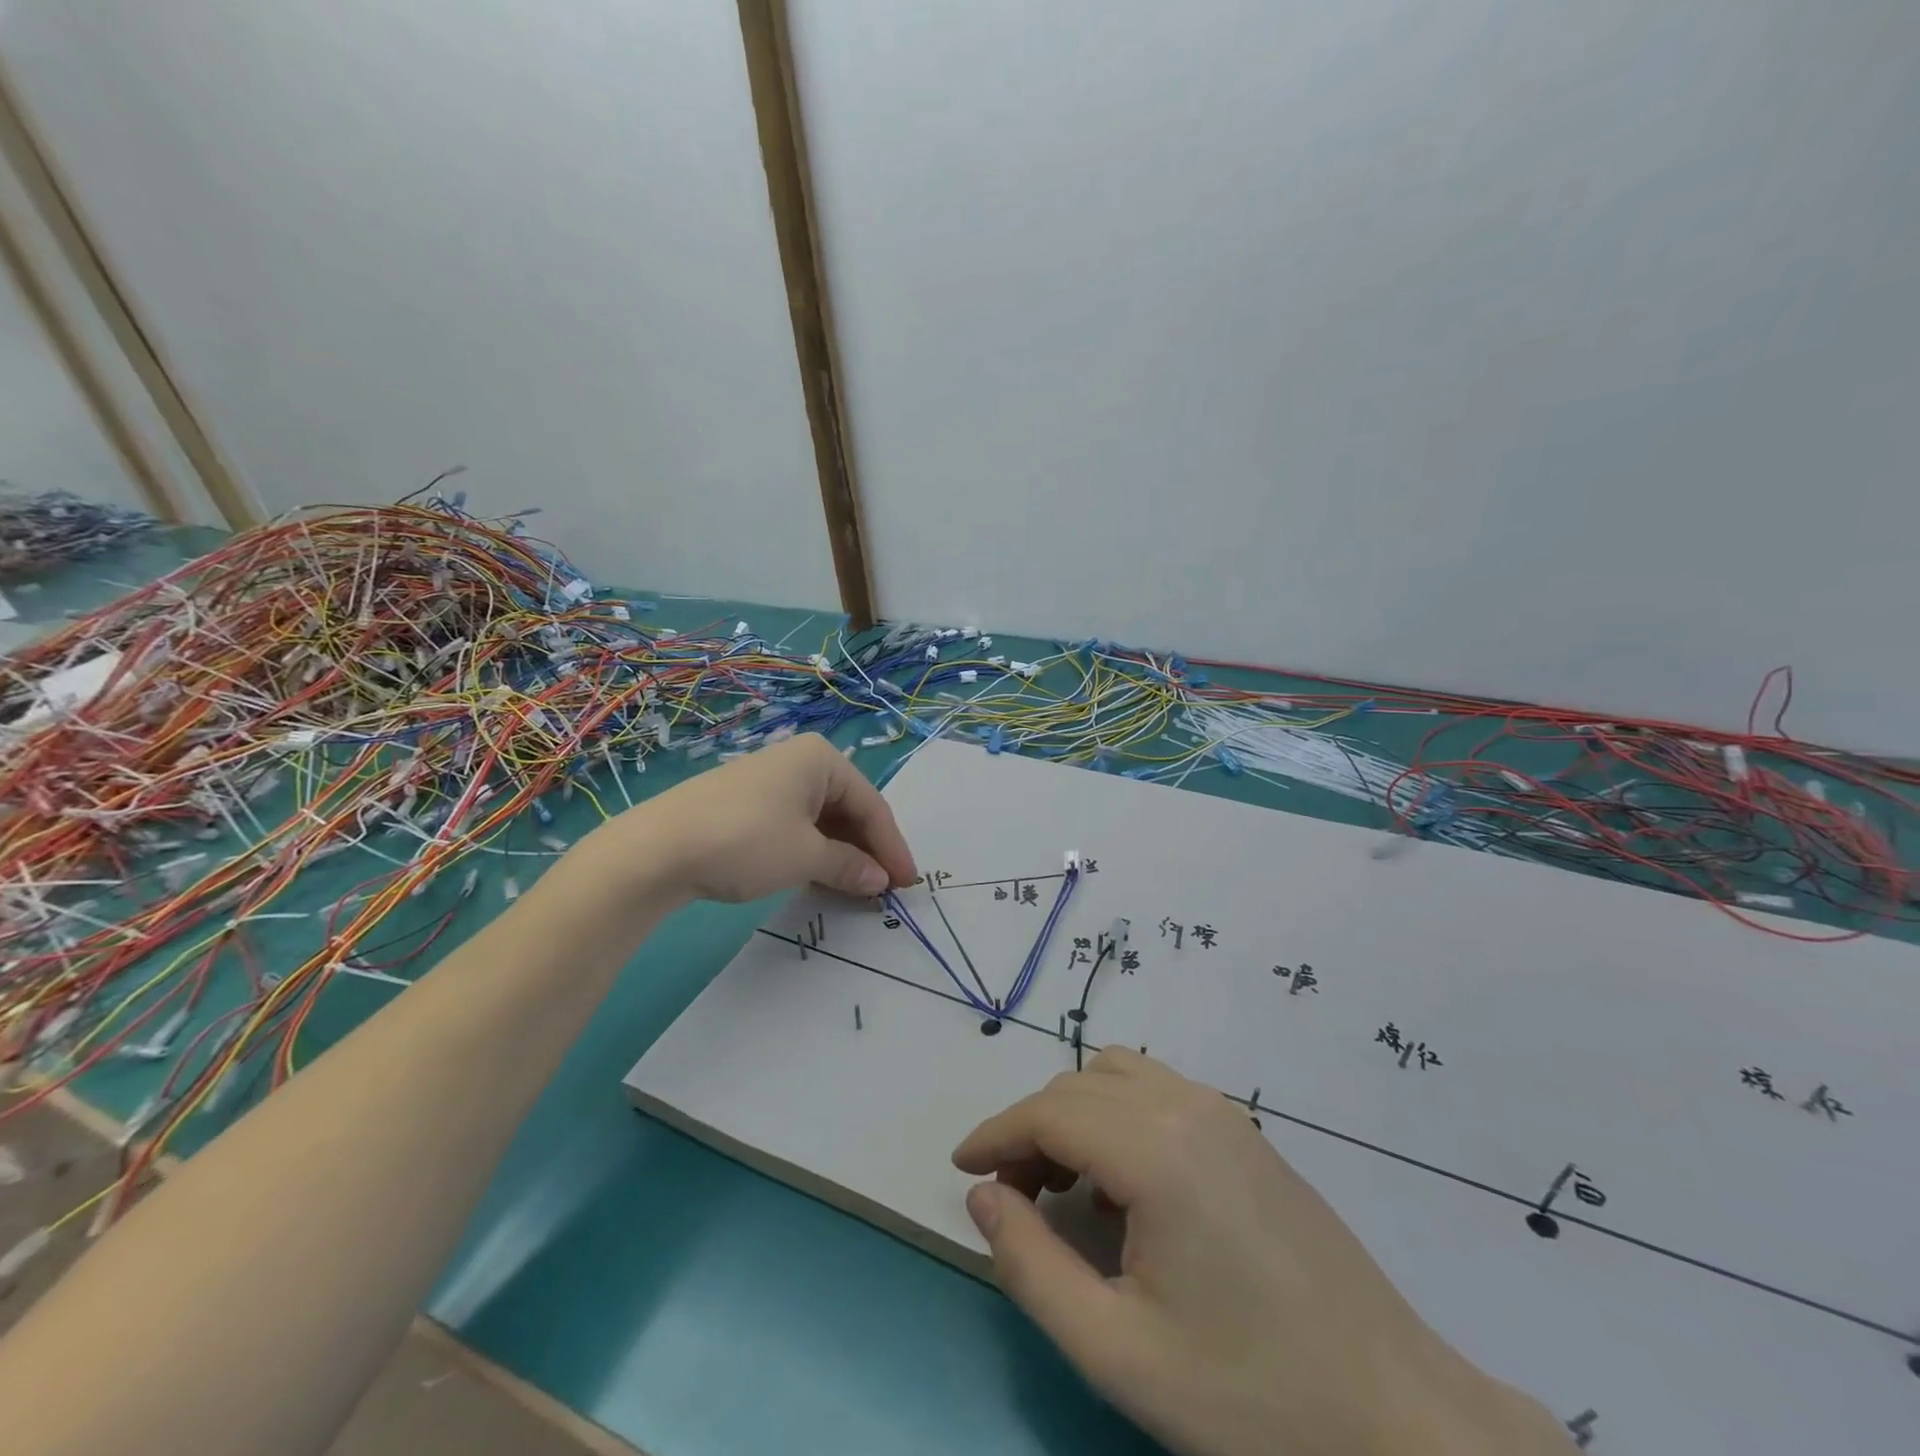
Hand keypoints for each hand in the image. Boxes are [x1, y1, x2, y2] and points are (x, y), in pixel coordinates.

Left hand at [628, 733, 917, 903]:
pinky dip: (813, 851)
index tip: (907, 884)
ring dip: (841, 854)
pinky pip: (796, 825)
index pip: (871, 805)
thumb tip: (880, 881)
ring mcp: (770, 781)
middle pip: (848, 809)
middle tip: (883, 889)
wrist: (656, 849)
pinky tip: (818, 877)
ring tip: (855, 888)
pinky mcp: (747, 803)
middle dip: (867, 850)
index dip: (892, 847)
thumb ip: (849, 866)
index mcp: (821, 759)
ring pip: (822, 819)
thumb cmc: (746, 841)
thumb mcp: (806, 857)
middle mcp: (799, 761)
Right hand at [953, 1051, 1571, 1455]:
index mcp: (1157, 1149)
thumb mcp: (1117, 1352)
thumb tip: (985, 1195)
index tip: (962, 1168)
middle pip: (1079, 1086)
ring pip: (1119, 1075)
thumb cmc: (1253, 1398)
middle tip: (1009, 1194)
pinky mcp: (1248, 1133)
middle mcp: (1189, 1106)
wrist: (1401, 1422)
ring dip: (1074, 1113)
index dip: (996, 1134)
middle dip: (1030, 1129)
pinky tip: (1123, 1185)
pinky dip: (1117, 1114)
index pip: (1050, 1112)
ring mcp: (1226, 1113)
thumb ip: (1032, 1266)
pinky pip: (1159, 1092)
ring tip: (1060, 1186)